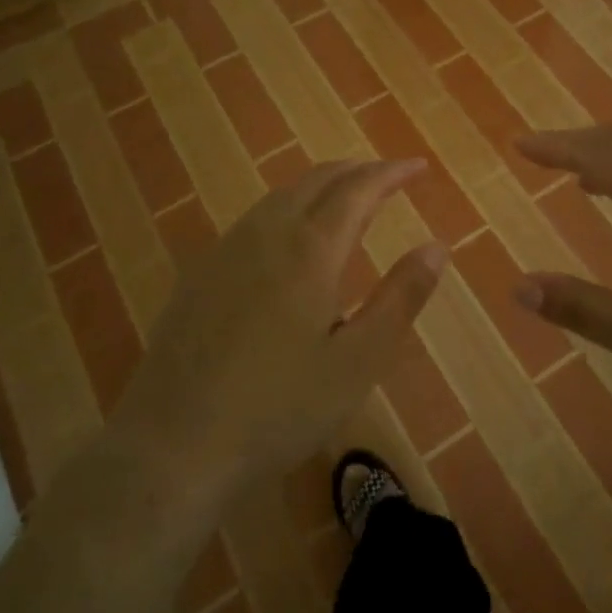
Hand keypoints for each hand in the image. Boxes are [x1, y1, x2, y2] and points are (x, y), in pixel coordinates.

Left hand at [111, 159, 448, 488]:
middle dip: (356, 171)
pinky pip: (253, 219)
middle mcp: (266, 234)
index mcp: (310, 250)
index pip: (358, 190)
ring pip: (280, 196)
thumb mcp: (358, 361)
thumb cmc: (279, 407)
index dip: (391, 173)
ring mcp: (225, 251)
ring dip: (320, 185)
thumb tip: (437, 246)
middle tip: (387, 176)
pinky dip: (287, 207)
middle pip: (316, 181)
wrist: (174, 446)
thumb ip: (400, 298)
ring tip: (345, 198)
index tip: (418, 166)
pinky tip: (288, 238)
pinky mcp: (198, 274)